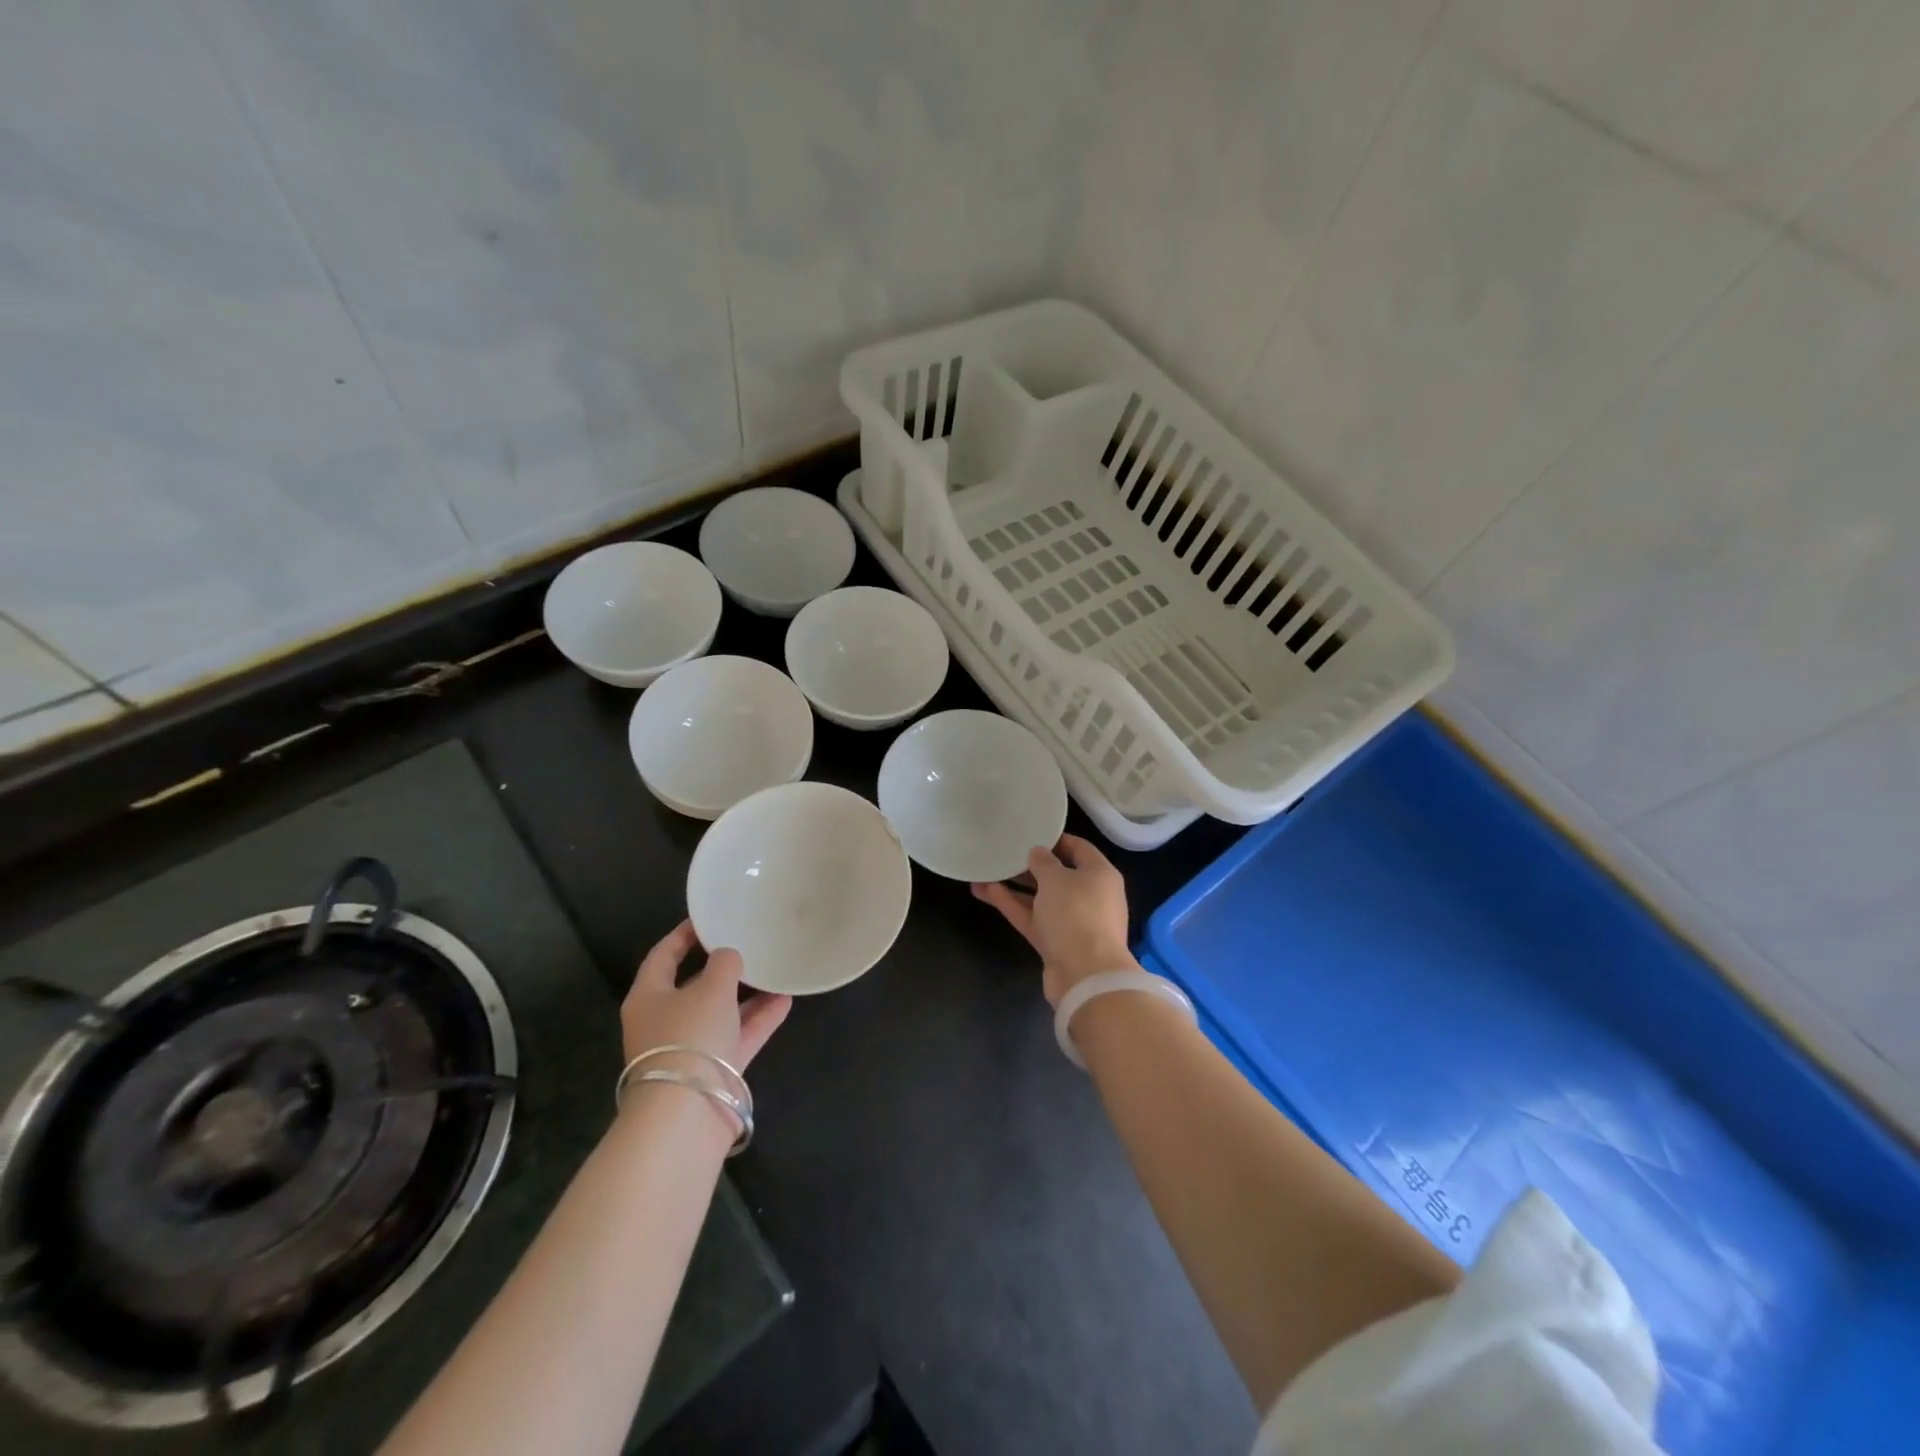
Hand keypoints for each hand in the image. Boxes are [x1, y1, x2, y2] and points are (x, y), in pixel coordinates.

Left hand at [621, 921, 791, 1070]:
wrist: (687, 1113)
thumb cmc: (689, 1037)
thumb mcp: (711, 988)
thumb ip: (724, 964)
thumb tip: (729, 957)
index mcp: (649, 997)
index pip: (663, 956)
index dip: (684, 935)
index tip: (708, 918)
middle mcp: (665, 1021)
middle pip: (693, 985)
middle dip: (721, 967)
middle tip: (748, 943)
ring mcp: (690, 1048)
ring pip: (720, 1011)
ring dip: (746, 993)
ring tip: (774, 969)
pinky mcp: (714, 1070)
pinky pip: (739, 1035)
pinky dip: (760, 1019)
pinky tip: (786, 999)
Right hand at [972, 834, 1133, 1006]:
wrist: (1085, 976)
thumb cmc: (1076, 914)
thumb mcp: (1057, 878)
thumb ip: (1044, 861)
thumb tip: (1038, 853)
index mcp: (1100, 875)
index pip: (1079, 848)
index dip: (1055, 839)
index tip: (1029, 832)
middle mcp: (1090, 896)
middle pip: (1058, 875)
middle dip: (1030, 865)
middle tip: (1004, 852)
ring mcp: (1072, 922)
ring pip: (1041, 898)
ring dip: (1015, 886)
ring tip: (985, 871)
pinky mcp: (1055, 943)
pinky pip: (1032, 917)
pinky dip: (1012, 905)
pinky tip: (985, 891)